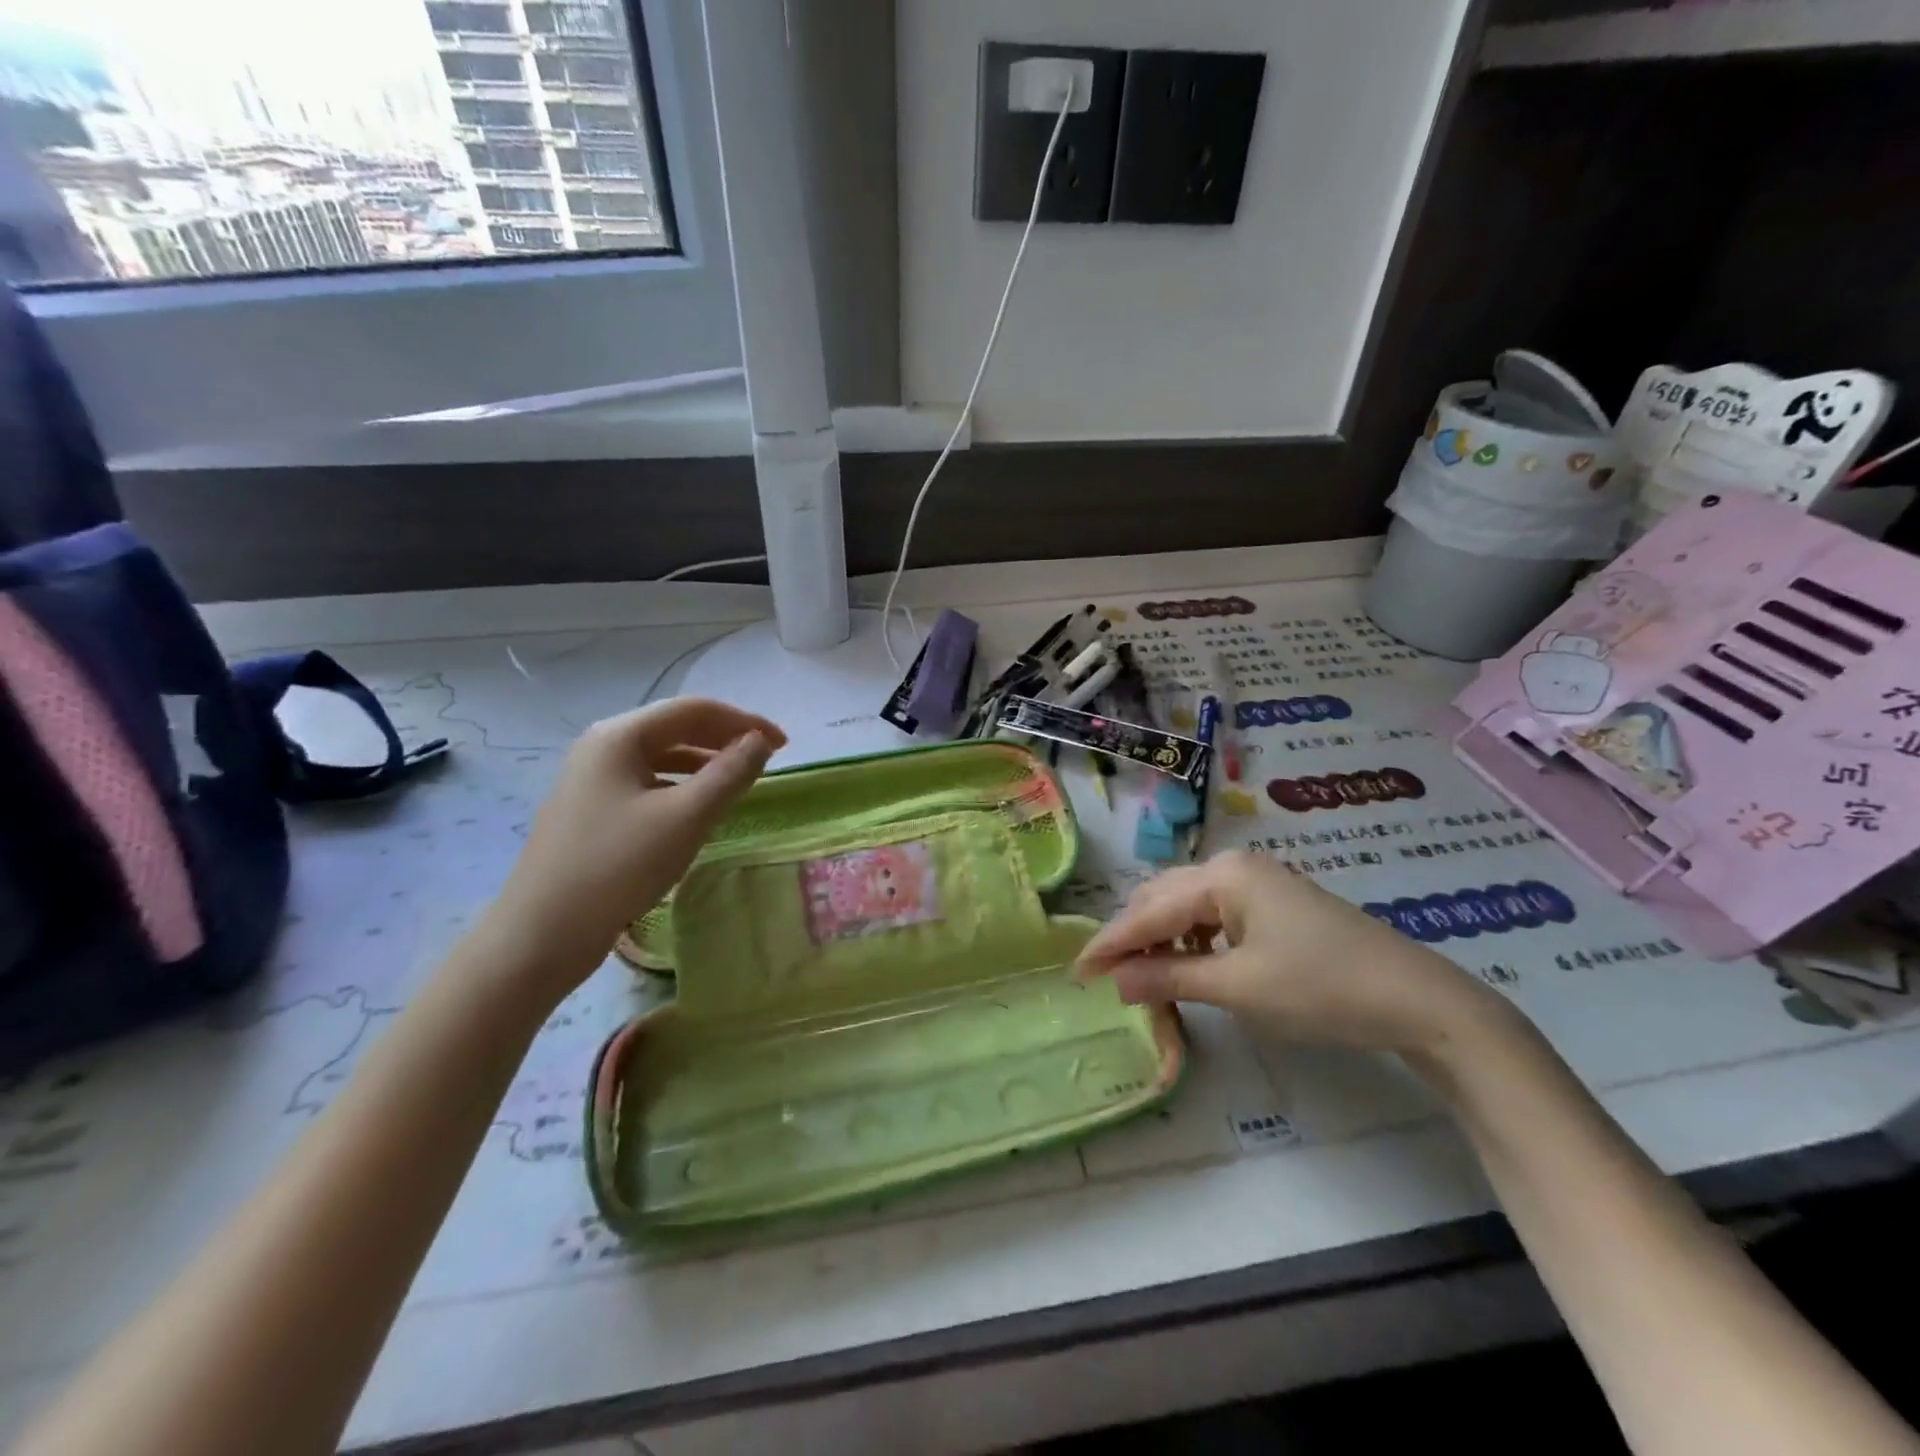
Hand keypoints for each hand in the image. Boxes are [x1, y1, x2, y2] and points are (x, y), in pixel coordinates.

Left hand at [485, 699, 784, 995]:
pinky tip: (697, 809)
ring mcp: (591, 778)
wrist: (541, 934)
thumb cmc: (618, 867)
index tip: (784, 745)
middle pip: (675, 728)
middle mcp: (602, 746)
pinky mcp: (590, 809)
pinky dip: (681, 786)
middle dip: (725, 739)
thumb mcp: (686, 817)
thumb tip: (760, 741)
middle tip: (767, 760)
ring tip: (739, 783)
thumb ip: (730, 773)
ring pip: (661, 757)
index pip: (695, 710)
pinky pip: (647, 782)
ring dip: (705, 762)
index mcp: (620, 736)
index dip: (745, 722)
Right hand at [1075, 850, 1501, 1057]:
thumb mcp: (1237, 987)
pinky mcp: (1273, 903)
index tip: (1077, 971)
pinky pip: (1214, 915)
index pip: (1150, 910)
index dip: (1111, 943)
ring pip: (1187, 906)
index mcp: (1222, 875)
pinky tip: (1189, 964)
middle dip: (1133, 937)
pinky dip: (1192, 940)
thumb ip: (1169, 977)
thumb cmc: (1319, 988)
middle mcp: (1233, 866)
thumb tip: (1115, 981)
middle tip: (1105, 976)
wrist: (1416, 999)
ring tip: (1142, 976)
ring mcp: (1257, 882)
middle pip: (1163, 899)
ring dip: (1161, 939)